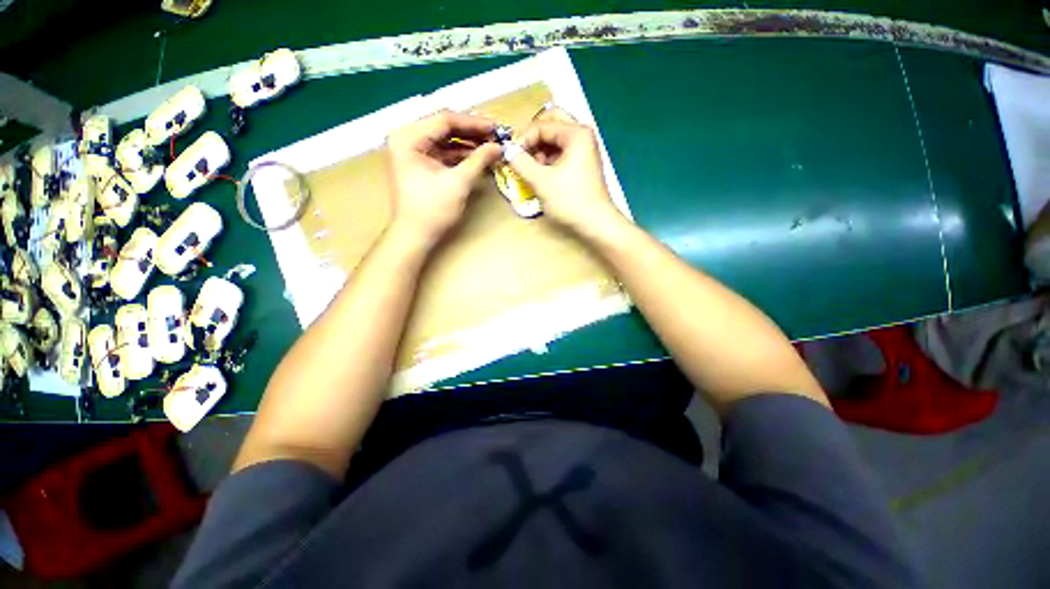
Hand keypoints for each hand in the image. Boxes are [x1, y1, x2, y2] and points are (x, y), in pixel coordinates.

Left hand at [385, 110, 501, 245]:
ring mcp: (412, 150)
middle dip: (472, 132)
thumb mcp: (458, 183)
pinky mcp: (420, 163)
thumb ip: (478, 160)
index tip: (497, 127)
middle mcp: (407, 138)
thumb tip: (499, 147)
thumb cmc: (432, 210)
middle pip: (444, 127)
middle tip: (496, 135)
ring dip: (468, 143)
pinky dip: (461, 155)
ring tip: (491, 146)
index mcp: (408, 138)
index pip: (445, 120)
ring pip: (445, 139)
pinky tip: (479, 157)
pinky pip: (443, 152)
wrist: (415, 236)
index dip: (474, 123)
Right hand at [506, 111, 626, 237]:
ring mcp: (584, 150)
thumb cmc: (570, 201)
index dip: (523, 138)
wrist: (596, 224)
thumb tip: (507, 151)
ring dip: (540, 150)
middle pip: (551, 124)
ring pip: (556, 139)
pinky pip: (561, 153)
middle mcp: (582, 136)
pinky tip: (542, 175)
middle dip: (533, 138)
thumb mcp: (541, 181)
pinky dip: (549, 160)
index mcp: (576, 133)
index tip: (510, 154)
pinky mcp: (582, 164)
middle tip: (521, 154)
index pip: (542, 125)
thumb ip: (521, 163)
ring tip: (531, 169)